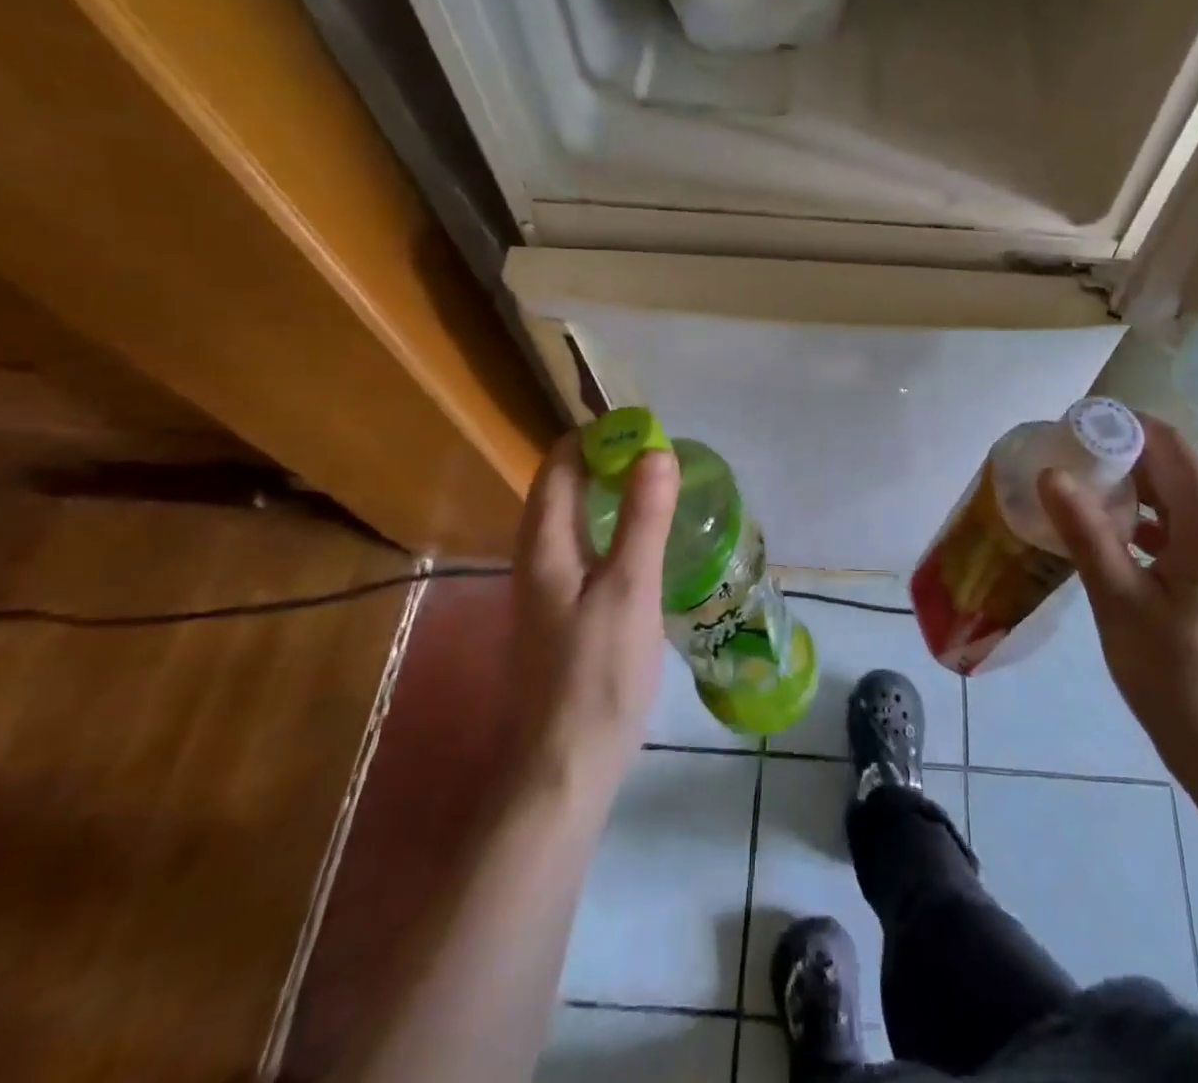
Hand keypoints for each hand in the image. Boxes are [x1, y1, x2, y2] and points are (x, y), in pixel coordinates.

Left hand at [507, 433, 678, 799]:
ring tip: (661, 490)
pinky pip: (583, 548)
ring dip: (611, 494)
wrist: (563, 767)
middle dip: (607, 462)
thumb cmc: (597, 674)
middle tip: (663, 459)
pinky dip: (611, 528)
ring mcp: (545, 588)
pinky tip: (645, 545)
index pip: (559, 463)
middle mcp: (535, 556)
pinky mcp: (560, 613)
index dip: (597, 437)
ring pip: (574, 519)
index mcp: (544, 543)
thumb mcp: (630, 590)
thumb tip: (656, 452)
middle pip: (563, 487)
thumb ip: (643, 519)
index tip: (646, 430)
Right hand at [1038, 416, 1197, 795]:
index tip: (1079, 423)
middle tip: (1068, 453)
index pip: (1176, 452)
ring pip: (1177, 505)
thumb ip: (1086, 533)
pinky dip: (1142, 524)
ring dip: (1133, 490)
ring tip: (1079, 487)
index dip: (1131, 428)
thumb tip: (1051, 474)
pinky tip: (1105, 537)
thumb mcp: (1119, 601)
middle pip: (1178, 474)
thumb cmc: (1173, 675)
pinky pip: (1178, 535)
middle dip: (1125, 456)